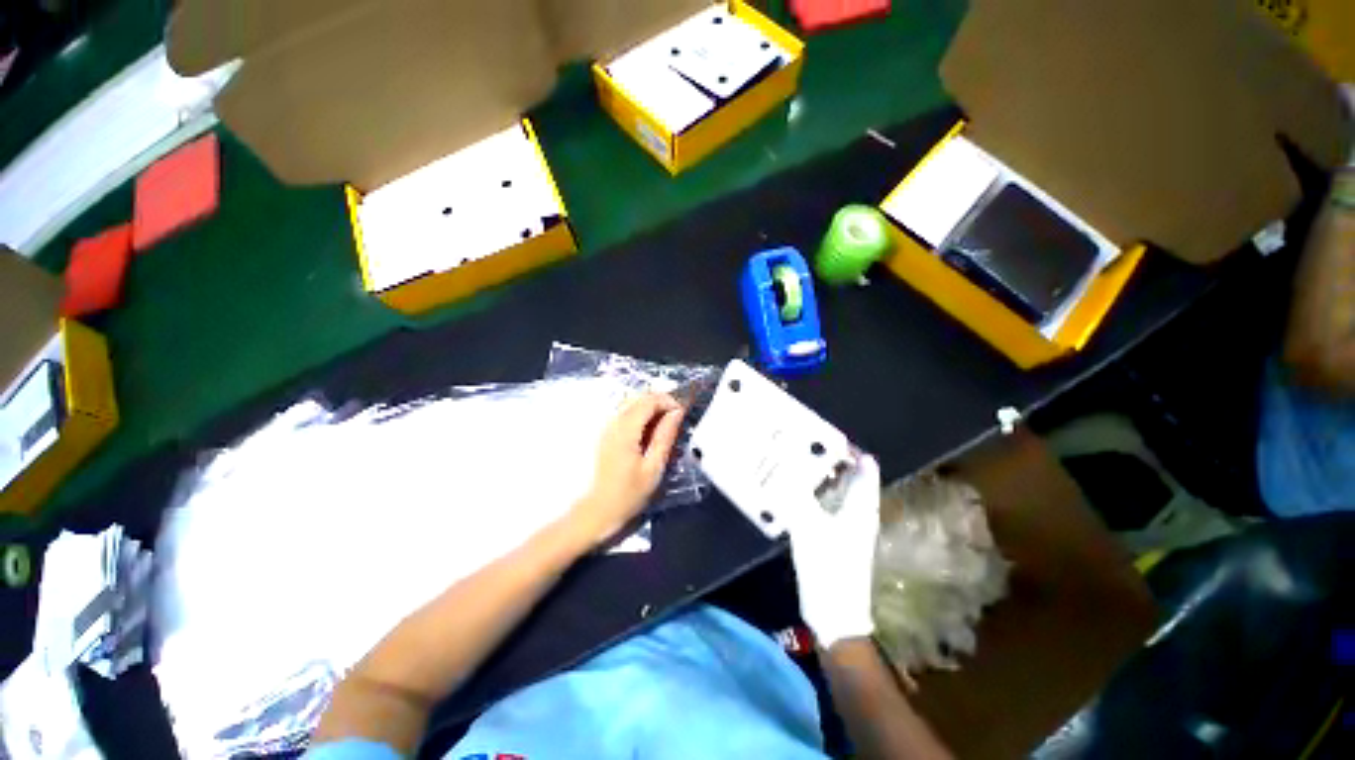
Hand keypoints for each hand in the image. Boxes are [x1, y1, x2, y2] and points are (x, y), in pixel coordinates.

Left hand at [570, 393, 685, 547]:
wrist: (596, 512)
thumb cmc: (627, 494)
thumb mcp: (653, 468)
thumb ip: (665, 436)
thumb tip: (677, 412)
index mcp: (625, 429)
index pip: (649, 400)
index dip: (668, 400)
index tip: (682, 413)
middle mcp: (613, 422)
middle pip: (639, 397)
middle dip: (660, 402)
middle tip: (675, 419)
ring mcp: (607, 427)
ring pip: (631, 404)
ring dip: (650, 408)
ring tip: (664, 427)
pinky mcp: (605, 434)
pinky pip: (625, 414)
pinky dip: (640, 416)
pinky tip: (648, 433)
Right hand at [785, 455, 880, 648]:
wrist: (835, 615)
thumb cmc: (829, 569)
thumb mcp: (810, 528)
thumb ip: (797, 496)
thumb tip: (786, 469)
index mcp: (860, 508)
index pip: (864, 470)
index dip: (850, 450)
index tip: (829, 433)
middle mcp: (857, 514)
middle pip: (850, 478)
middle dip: (833, 460)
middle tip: (809, 442)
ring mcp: (847, 527)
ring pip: (837, 492)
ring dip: (823, 477)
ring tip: (800, 461)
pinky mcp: (834, 537)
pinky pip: (826, 506)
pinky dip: (815, 494)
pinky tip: (796, 491)